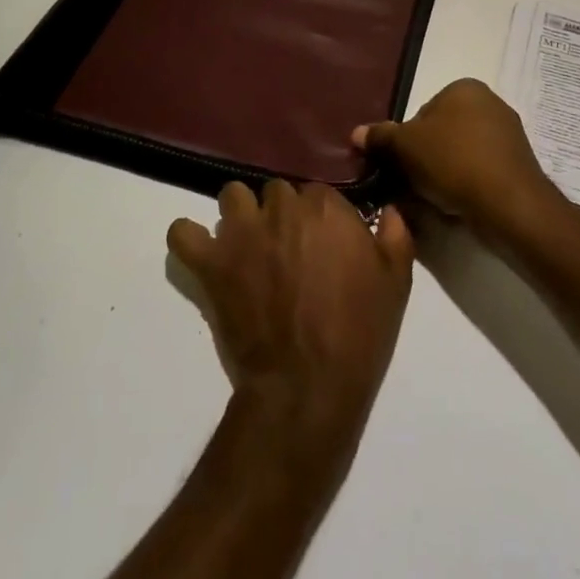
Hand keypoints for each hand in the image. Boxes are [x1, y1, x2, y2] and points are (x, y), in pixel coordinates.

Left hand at [167, 181, 413, 455]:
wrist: (307, 386)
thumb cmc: (358, 334)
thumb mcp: (396, 283)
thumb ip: (395, 235)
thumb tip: (388, 210)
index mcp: (325, 207)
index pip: (317, 192)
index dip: (319, 219)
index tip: (323, 244)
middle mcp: (281, 208)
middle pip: (275, 192)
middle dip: (281, 215)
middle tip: (288, 251)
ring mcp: (241, 232)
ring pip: (232, 197)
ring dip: (240, 216)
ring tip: (248, 247)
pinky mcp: (211, 262)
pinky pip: (183, 232)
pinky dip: (189, 238)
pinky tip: (202, 251)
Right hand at [352, 79, 561, 233]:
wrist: (509, 204)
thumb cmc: (453, 161)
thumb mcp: (404, 146)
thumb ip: (380, 137)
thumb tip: (356, 133)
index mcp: (464, 88)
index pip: (422, 113)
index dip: (406, 140)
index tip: (402, 164)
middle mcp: (490, 103)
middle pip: (441, 133)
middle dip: (425, 157)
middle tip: (413, 183)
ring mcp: (508, 135)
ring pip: (460, 154)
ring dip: (444, 173)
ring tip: (434, 198)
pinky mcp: (518, 165)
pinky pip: (480, 171)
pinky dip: (466, 185)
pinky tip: (457, 205)